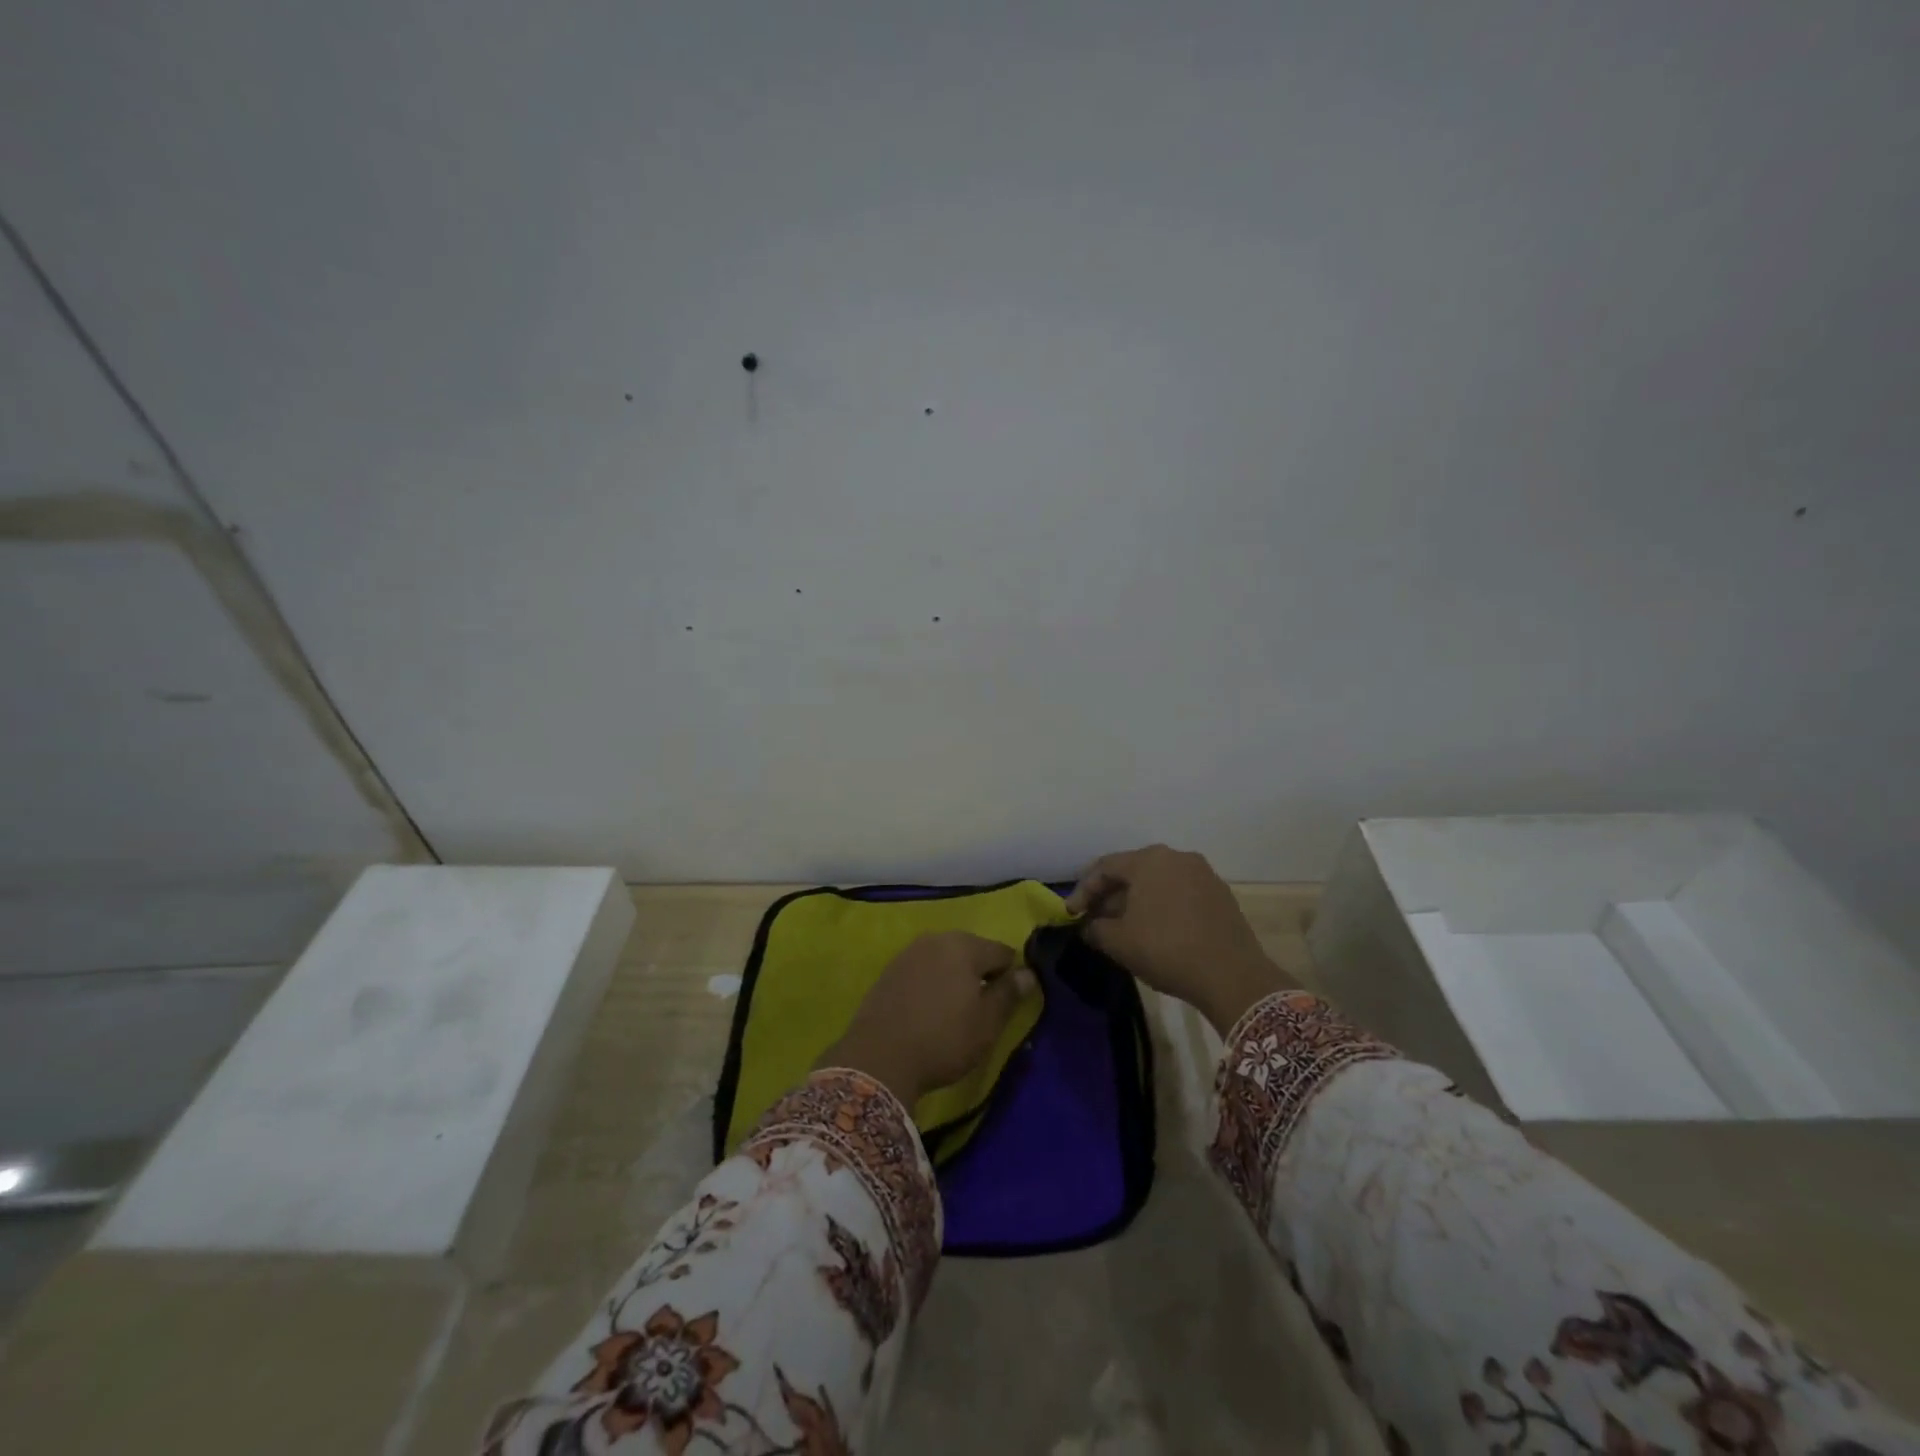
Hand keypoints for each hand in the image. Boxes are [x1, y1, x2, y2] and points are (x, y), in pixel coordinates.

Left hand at [821, 932, 1037, 1105]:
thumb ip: (1010, 994)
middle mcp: (936, 939)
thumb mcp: (987, 1023)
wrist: (878, 1057)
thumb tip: (1029, 973)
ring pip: (945, 959)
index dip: (1011, 976)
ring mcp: (909, 953)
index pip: (1002, 952)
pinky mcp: (889, 971)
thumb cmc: (943, 1039)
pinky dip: (931, 984)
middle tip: (982, 1010)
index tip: (1008, 1003)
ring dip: (954, 978)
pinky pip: (922, 970)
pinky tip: (928, 1011)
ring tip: (955, 1012)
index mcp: (965, 945)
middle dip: (981, 973)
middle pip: (972, 951)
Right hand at [1067, 844, 1290, 1034]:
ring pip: (1158, 882)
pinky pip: (1180, 893)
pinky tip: (1155, 930)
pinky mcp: (1221, 895)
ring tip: (1122, 926)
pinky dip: (1161, 906)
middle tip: (1094, 918)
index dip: (1083, 890)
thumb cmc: (1166, 949)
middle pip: (1133, 871)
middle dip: (1110, 895)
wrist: (1232, 976)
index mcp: (1149, 860)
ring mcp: (1203, 874)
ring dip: (1136, 901)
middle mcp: (1177, 857)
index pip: (1105, 867)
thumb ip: (1095, 929)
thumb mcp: (1119, 942)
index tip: (1070, 914)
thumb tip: (1089, 927)